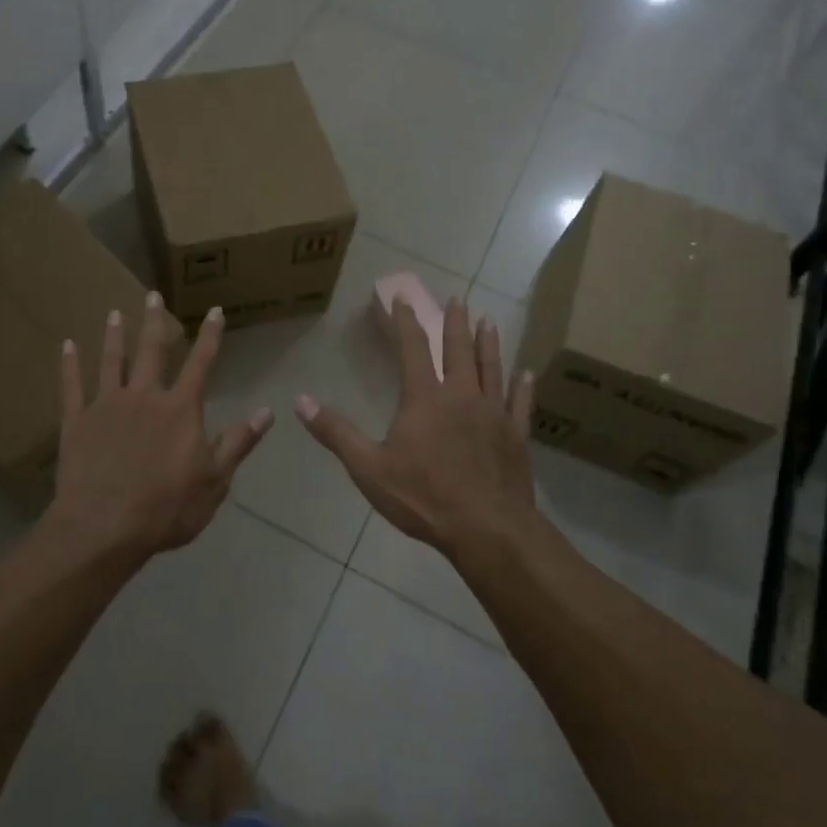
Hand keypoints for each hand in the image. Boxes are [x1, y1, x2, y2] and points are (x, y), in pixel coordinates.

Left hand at [51, 293, 272, 556]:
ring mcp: (106, 405)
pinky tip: (66, 345)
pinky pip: (71, 386)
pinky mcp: (76, 421)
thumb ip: (238, 442)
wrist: (104, 527)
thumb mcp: (215, 481)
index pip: (201, 364)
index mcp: (180, 409)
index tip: (214, 311)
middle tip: (151, 294)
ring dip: (113, 336)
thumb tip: (268, 412)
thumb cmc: (166, 508)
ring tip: (113, 313)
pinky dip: (69, 364)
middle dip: (154, 322)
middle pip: (151, 351)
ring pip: (111, 361)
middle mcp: (144, 396)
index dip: (210, 336)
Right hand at [297, 298, 538, 559]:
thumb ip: (336, 432)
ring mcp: (493, 414)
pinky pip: (520, 403)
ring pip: (491, 368)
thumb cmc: (423, 497)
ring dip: (488, 343)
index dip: (405, 321)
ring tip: (489, 320)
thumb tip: (300, 401)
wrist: (486, 529)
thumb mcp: (368, 467)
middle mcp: (461, 396)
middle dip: (454, 322)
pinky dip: (522, 387)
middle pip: (458, 350)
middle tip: (457, 298)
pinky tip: (527, 374)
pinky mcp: (515, 436)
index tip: (402, 297)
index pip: (413, 348)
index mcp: (425, 398)